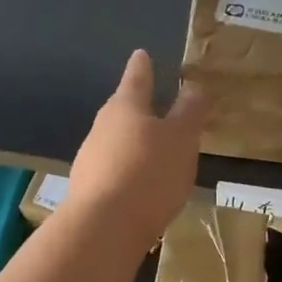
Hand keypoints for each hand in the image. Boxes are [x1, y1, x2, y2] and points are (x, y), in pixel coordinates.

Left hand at [64, 50, 208, 252]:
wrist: (104, 227)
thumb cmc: (149, 172)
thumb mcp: (181, 139)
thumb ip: (189, 113)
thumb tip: (194, 88)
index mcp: (126, 107)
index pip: (137, 78)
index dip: (142, 67)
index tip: (141, 54)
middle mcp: (102, 127)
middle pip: (122, 111)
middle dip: (138, 109)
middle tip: (155, 107)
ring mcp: (90, 159)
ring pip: (115, 143)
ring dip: (133, 144)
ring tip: (154, 153)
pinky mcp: (87, 190)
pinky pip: (113, 172)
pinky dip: (127, 173)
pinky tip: (140, 189)